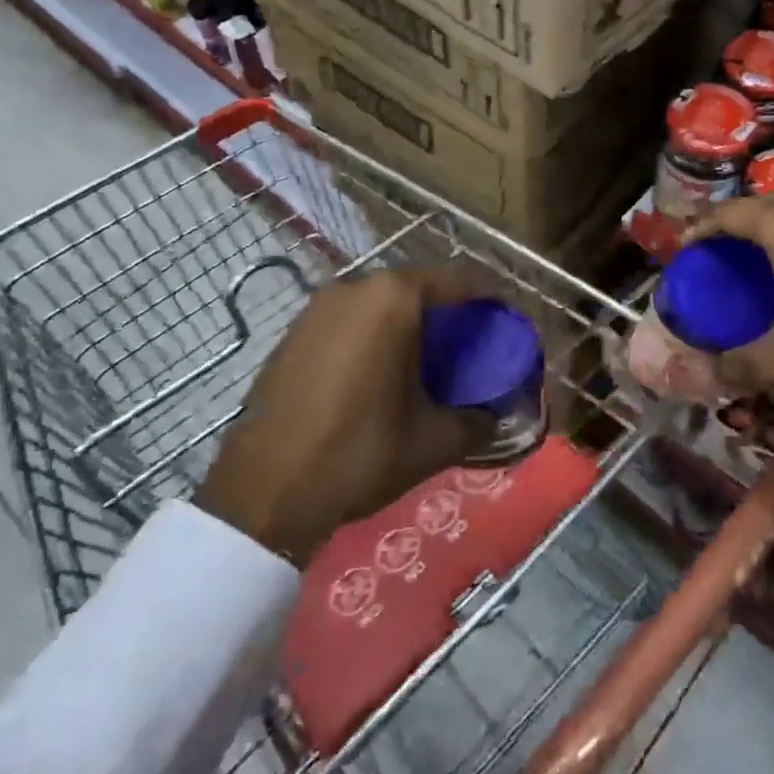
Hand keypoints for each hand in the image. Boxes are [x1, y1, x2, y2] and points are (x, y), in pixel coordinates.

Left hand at [195, 266, 500, 566]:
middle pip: (420, 287)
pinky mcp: (294, 332)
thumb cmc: (358, 452)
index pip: (460, 280)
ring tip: (431, 360)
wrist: (262, 493)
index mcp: (393, 297)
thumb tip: (503, 419)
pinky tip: (384, 373)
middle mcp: (355, 287)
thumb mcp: (433, 441)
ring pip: (382, 302)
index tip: (510, 322)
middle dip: (451, 312)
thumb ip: (479, 422)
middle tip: (474, 345)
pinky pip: (351, 319)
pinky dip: (377, 334)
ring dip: (412, 323)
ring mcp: (318, 307)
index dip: (492, 299)